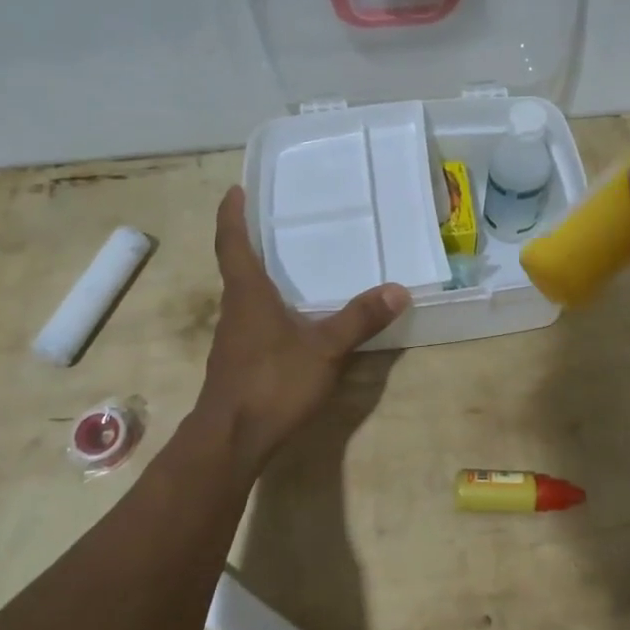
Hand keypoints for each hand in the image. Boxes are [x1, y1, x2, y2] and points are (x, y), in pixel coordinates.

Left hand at [195, 186, 409, 475]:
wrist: (231, 440)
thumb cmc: (272, 383)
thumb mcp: (324, 349)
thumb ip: (360, 319)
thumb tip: (398, 289)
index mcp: (247, 294)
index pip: (232, 243)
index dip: (232, 215)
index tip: (235, 190)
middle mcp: (235, 309)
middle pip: (236, 266)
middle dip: (249, 241)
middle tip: (273, 221)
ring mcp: (234, 338)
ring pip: (243, 296)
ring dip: (258, 275)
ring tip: (287, 264)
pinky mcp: (238, 361)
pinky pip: (252, 321)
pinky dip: (266, 306)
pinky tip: (290, 318)